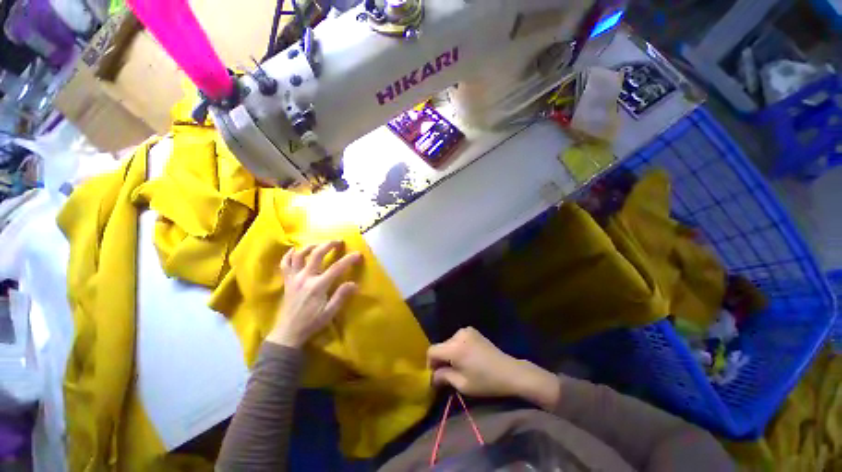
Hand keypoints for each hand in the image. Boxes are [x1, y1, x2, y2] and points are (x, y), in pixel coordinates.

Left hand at [267, 241, 361, 348]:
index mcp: (318, 286)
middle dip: (329, 245)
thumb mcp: (330, 313)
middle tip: (338, 241)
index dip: (349, 259)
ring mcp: (294, 278)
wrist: (288, 332)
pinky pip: (285, 264)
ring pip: (300, 255)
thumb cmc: (311, 323)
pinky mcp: (287, 281)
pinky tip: (295, 250)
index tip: (358, 254)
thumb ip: (341, 296)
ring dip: (311, 246)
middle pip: (317, 254)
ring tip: (319, 244)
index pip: (336, 268)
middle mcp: (305, 278)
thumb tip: (354, 283)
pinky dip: (289, 255)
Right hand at [427, 327, 560, 408]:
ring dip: (449, 353)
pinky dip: (457, 348)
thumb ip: (443, 377)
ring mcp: (466, 330)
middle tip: (447, 373)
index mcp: (454, 348)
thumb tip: (432, 376)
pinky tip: (466, 357)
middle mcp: (458, 335)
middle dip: (441, 359)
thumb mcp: (462, 384)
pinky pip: (457, 339)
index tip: (436, 375)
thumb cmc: (486, 381)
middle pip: (441, 346)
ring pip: (448, 343)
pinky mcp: (472, 330)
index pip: (432, 351)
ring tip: (459, 366)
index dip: (430, 363)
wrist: (509, 371)